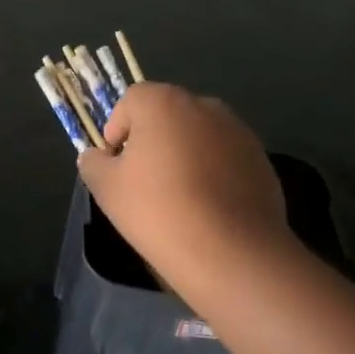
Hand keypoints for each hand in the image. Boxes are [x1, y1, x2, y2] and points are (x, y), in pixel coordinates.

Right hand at [77, 83, 290, 285]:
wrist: (232, 253)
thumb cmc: (159, 211)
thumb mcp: (107, 189)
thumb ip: (93, 163)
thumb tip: (96, 156)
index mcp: (164, 102)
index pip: (131, 100)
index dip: (117, 129)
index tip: (116, 164)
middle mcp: (204, 105)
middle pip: (168, 114)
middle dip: (153, 140)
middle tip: (144, 180)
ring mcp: (238, 131)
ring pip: (198, 135)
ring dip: (185, 154)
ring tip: (179, 197)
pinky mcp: (261, 159)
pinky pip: (225, 157)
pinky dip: (213, 172)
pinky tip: (209, 208)